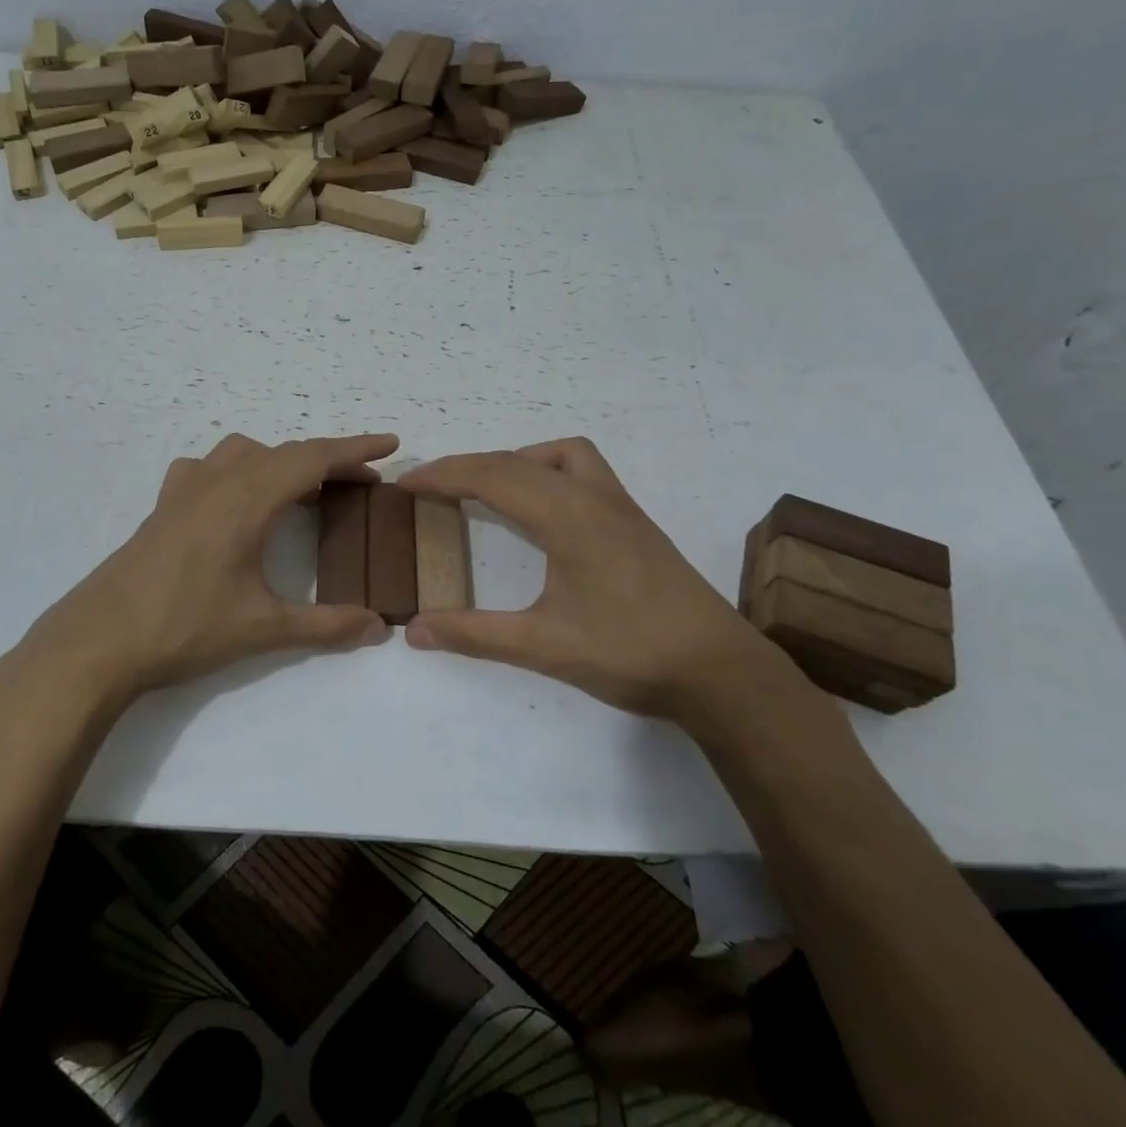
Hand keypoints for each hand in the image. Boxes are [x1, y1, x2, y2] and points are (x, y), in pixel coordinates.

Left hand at [0, 433, 394, 709]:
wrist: (99, 640)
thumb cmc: (184, 628)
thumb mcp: (262, 629)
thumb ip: (326, 625)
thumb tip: (379, 627)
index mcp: (247, 500)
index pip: (312, 459)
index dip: (355, 448)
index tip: (390, 443)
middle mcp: (218, 482)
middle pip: (284, 452)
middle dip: (328, 459)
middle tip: (361, 481)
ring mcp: (184, 490)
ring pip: (244, 453)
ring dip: (281, 461)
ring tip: (302, 491)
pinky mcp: (163, 505)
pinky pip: (207, 467)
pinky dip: (236, 469)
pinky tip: (235, 498)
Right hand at [399, 437, 802, 721]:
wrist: (719, 671)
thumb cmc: (629, 653)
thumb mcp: (543, 646)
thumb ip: (474, 634)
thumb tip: (413, 630)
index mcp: (566, 516)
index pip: (491, 477)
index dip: (443, 476)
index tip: (405, 483)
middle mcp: (592, 498)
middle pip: (517, 461)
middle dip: (467, 466)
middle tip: (430, 487)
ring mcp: (620, 506)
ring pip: (561, 455)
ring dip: (517, 461)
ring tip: (489, 489)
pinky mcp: (635, 522)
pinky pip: (584, 472)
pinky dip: (550, 472)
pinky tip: (544, 511)